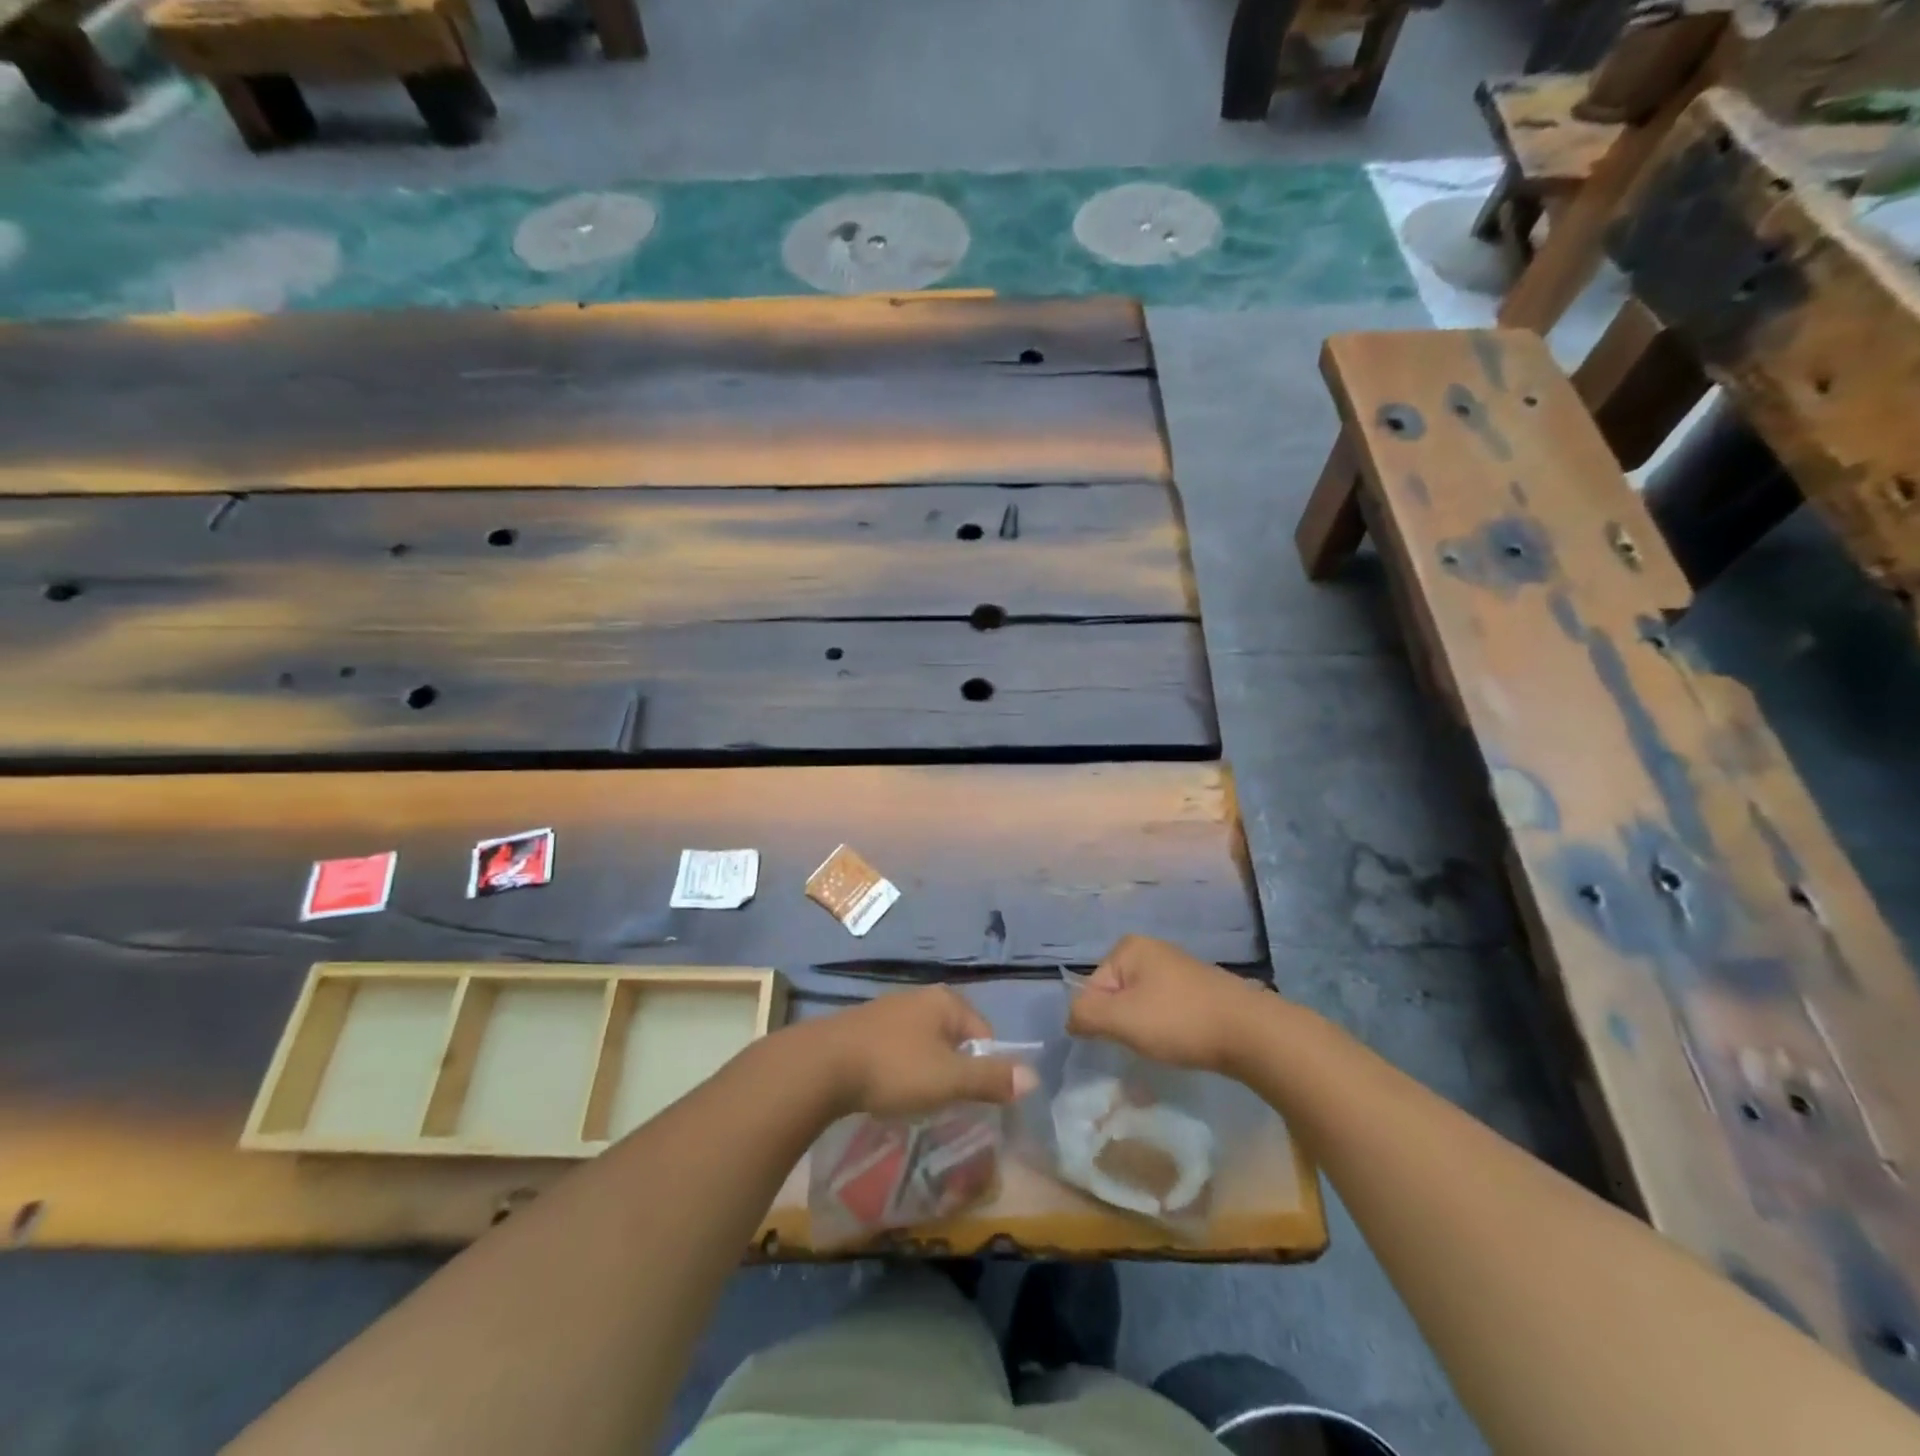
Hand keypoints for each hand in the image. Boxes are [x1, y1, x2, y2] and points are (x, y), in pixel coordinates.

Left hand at [796, 986, 1039, 1118]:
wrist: (822, 1066)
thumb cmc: (894, 1068)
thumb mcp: (949, 1078)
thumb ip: (991, 1078)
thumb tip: (1034, 1077)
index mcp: (945, 1000)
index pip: (984, 1032)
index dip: (985, 1068)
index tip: (971, 1099)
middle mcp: (919, 997)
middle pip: (954, 1036)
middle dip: (954, 1069)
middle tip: (945, 1102)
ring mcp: (889, 1009)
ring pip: (924, 1043)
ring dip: (926, 1070)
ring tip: (916, 1100)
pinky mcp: (863, 1027)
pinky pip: (897, 1048)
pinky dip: (900, 1068)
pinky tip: (888, 1090)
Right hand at [1067, 934, 1276, 1074]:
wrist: (1250, 1032)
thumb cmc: (1179, 1020)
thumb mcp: (1121, 1019)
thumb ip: (1085, 1015)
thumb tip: (1072, 1020)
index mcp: (1129, 947)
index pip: (1092, 987)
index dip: (1101, 1018)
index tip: (1124, 1037)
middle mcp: (1152, 949)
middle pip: (1116, 995)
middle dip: (1122, 1024)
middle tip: (1142, 1045)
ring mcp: (1178, 968)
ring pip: (1141, 1005)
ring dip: (1145, 1030)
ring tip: (1165, 1047)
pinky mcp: (1199, 988)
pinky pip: (1165, 1009)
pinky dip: (1167, 1028)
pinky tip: (1182, 1043)